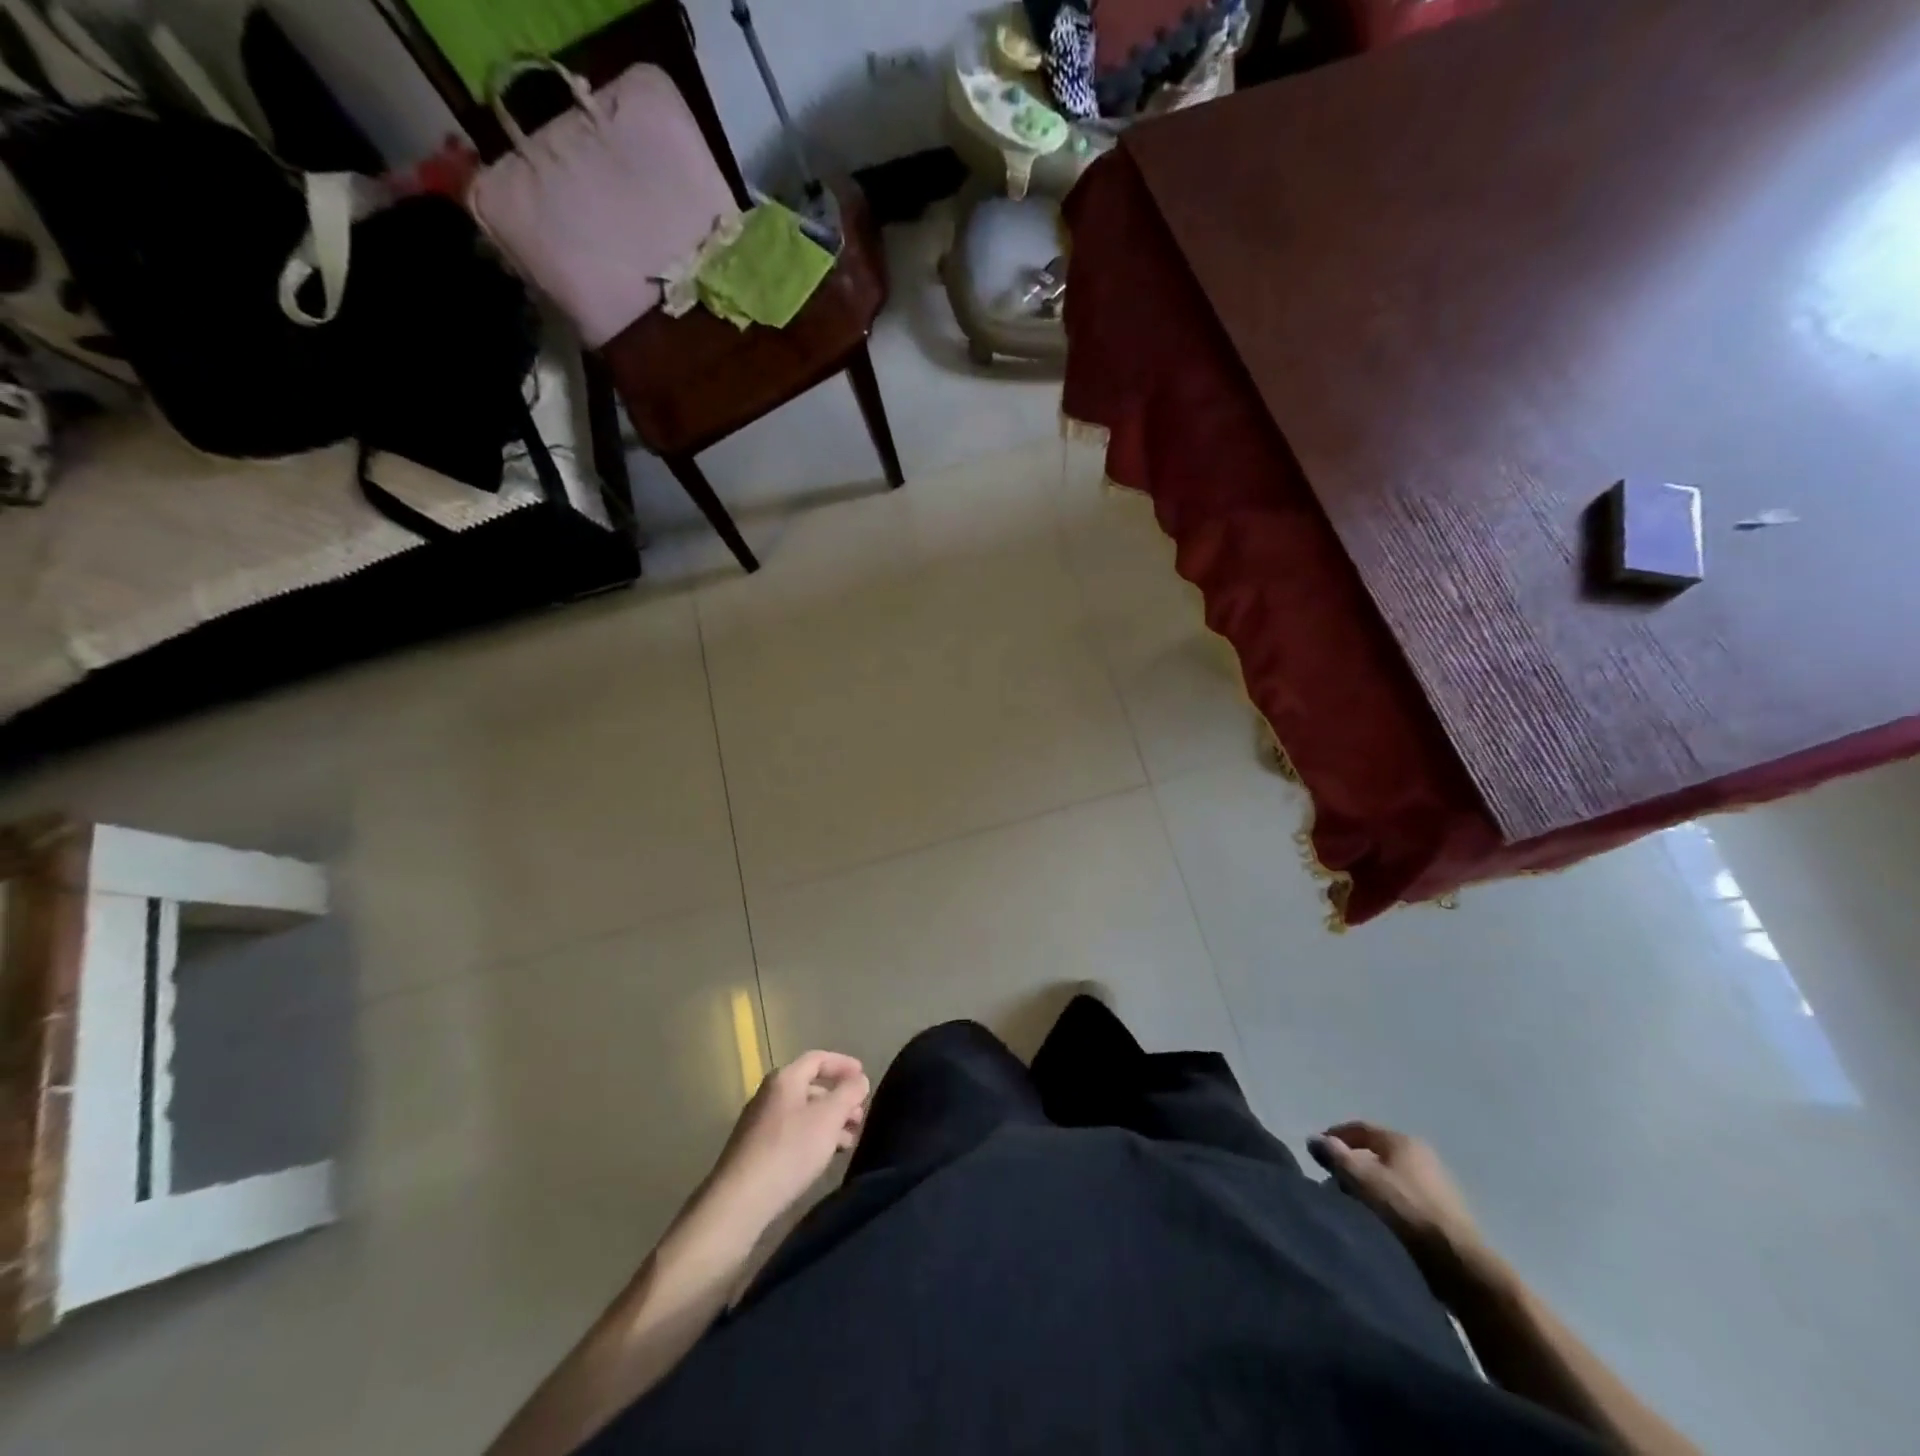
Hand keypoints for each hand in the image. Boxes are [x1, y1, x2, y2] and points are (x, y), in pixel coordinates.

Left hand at [701, 1051, 869, 1238]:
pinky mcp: (756, 1149)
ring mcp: (760, 1122)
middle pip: (811, 1086)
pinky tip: (825, 1156)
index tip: (864, 1077)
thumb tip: (859, 1079)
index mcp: (785, 1079)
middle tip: (860, 1117)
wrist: (739, 1200)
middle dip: (839, 1099)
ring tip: (849, 1141)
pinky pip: (792, 1132)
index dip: (844, 1065)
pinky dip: (813, 1137)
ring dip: (829, 1121)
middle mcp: (769, 1094)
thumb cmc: (789, 1150)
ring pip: (803, 1112)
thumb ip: (849, 1093)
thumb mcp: (828, 1117)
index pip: (819, 1058)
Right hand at [1309, 1121, 1488, 1292]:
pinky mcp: (1445, 1212)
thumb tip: (1314, 1139)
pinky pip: (1404, 1197)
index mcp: (1402, 1141)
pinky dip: (1386, 1201)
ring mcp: (1437, 1184)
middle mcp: (1422, 1155)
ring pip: (1390, 1176)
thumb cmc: (1405, 1211)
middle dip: (1352, 1163)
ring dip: (1369, 1184)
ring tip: (1352, 1203)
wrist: (1460, 1263)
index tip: (1317, 1153)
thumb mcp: (1361, 1179)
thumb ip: (1335, 1155)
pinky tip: (1378, 1220)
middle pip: (1376, 1152)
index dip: (1334, 1136)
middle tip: (1333, 1180)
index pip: (1360, 1128)